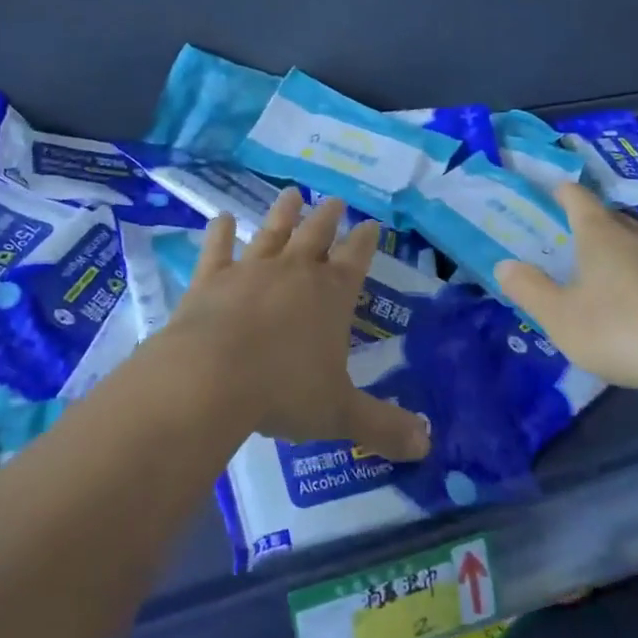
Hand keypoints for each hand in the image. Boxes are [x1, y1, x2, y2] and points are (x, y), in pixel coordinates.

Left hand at [165, 187, 431, 461]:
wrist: (211, 378)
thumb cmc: (283, 392)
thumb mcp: (340, 414)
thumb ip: (383, 426)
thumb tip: (427, 445)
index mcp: (331, 295)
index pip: (355, 259)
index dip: (366, 241)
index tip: (372, 224)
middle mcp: (294, 272)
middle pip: (316, 235)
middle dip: (329, 218)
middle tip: (336, 200)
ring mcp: (250, 271)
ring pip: (272, 232)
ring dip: (284, 213)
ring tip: (292, 192)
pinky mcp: (210, 279)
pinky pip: (218, 249)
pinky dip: (221, 232)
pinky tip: (223, 217)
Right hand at [493, 181, 637, 394]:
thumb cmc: (618, 328)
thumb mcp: (560, 316)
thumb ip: (530, 289)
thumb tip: (504, 265)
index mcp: (599, 234)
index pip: (578, 197)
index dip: (562, 192)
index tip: (551, 191)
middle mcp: (635, 236)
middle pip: (609, 215)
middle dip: (589, 220)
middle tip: (568, 234)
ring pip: (636, 239)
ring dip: (617, 245)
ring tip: (600, 265)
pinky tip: (633, 297)